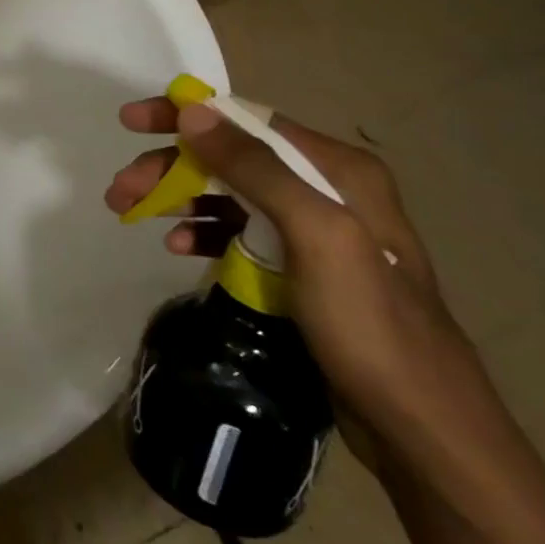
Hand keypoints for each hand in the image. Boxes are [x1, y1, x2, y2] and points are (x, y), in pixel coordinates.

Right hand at [106, 99, 482, 465]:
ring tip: (130, 214)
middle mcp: (326, 189)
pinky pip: (238, 234)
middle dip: (170, 166)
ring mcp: (313, 232)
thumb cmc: (371, 325)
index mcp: (337, 169)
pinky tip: (177, 247)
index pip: (246, 120)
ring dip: (178, 198)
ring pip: (228, 194)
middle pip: (229, 158)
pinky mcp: (300, 270)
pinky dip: (203, 232)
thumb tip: (194, 111)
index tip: (132, 122)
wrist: (424, 432)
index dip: (186, 115)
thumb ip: (256, 168)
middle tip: (120, 189)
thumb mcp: (316, 235)